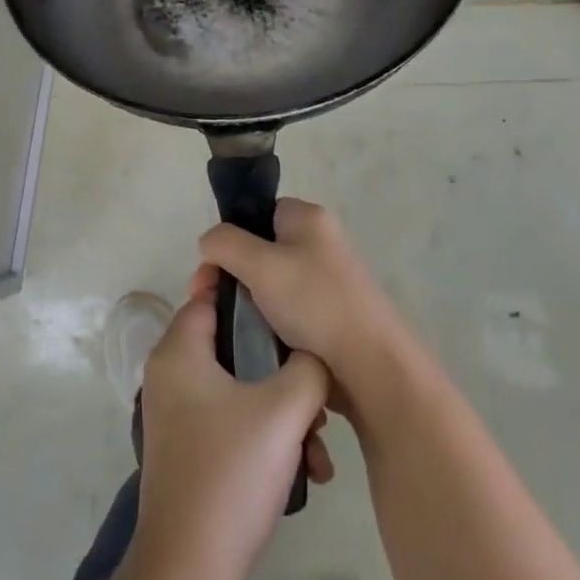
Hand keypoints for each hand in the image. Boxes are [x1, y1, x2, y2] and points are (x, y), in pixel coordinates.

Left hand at [133, 292, 331, 579]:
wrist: (191, 568)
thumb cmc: (232, 471)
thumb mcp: (284, 409)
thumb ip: (308, 367)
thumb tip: (313, 354)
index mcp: (179, 351)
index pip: (210, 295)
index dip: (250, 292)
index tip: (289, 299)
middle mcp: (172, 375)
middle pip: (233, 345)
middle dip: (281, 366)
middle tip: (316, 387)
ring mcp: (179, 414)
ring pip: (241, 388)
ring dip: (284, 410)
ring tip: (319, 444)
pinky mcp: (190, 448)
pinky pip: (233, 420)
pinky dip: (267, 435)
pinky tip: (306, 471)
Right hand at [194, 199, 411, 401]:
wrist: (370, 367)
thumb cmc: (314, 304)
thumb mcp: (260, 264)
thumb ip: (225, 243)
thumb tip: (209, 242)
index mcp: (308, 219)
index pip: (257, 213)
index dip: (230, 237)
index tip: (212, 271)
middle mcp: (319, 243)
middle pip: (258, 249)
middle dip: (230, 275)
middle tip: (209, 303)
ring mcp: (324, 281)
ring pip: (268, 285)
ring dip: (246, 304)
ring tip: (229, 328)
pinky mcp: (327, 316)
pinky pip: (284, 311)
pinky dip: (266, 324)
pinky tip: (253, 342)